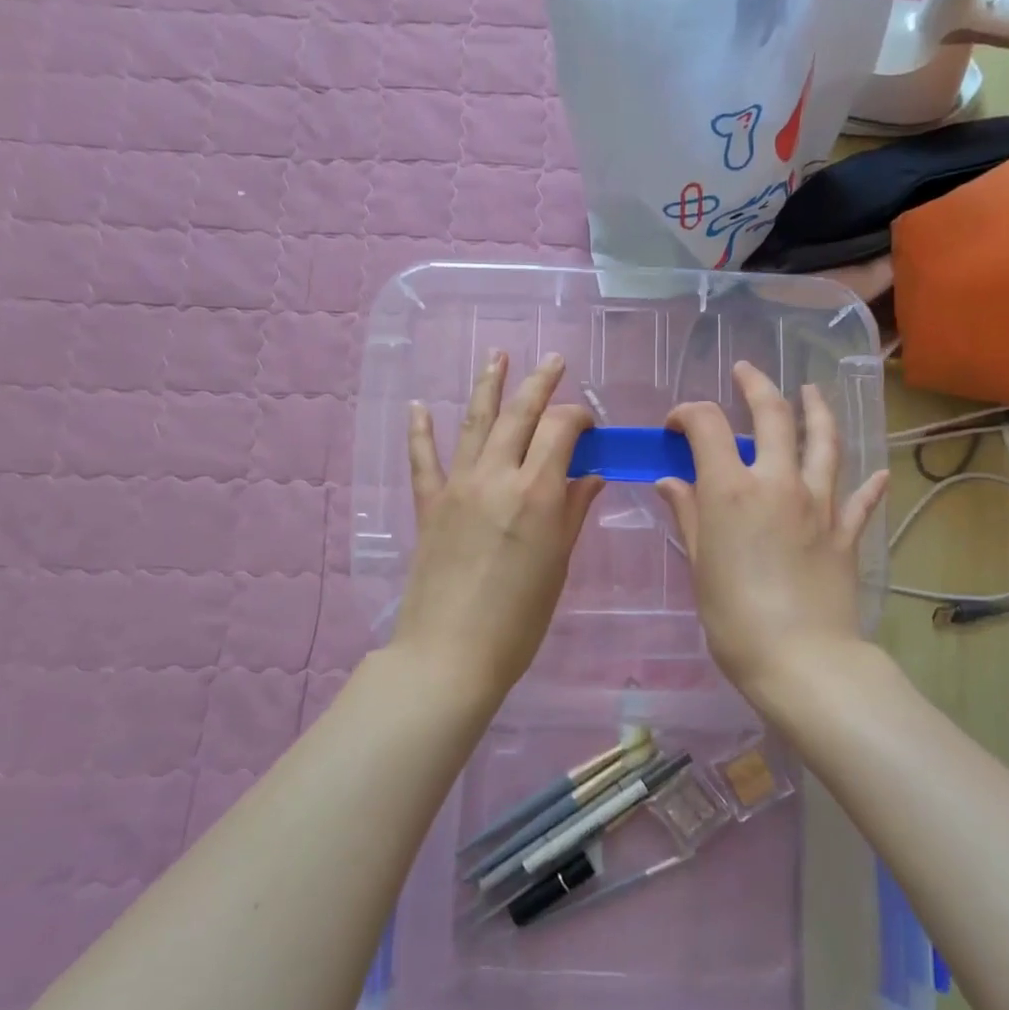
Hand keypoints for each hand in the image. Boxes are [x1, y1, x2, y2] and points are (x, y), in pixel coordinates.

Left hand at [395, 350, 602, 704]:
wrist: (450, 654)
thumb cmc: (519, 619)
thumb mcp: (558, 565)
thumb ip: (573, 512)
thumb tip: (590, 475)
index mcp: (537, 492)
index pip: (561, 429)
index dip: (579, 417)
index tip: (590, 425)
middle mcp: (496, 476)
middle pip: (520, 414)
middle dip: (540, 383)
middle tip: (553, 360)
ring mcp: (457, 487)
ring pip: (474, 422)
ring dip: (488, 385)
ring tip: (497, 355)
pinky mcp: (428, 505)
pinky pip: (423, 459)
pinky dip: (420, 431)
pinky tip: (417, 406)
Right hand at [656, 362, 886, 702]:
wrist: (801, 659)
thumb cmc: (734, 617)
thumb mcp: (700, 566)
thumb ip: (688, 515)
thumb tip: (670, 482)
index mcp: (732, 490)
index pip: (707, 426)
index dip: (687, 414)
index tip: (676, 425)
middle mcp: (779, 483)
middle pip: (772, 416)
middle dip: (755, 386)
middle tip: (745, 372)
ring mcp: (819, 504)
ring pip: (823, 441)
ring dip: (816, 410)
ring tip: (811, 392)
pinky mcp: (846, 531)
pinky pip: (859, 498)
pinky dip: (866, 482)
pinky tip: (875, 472)